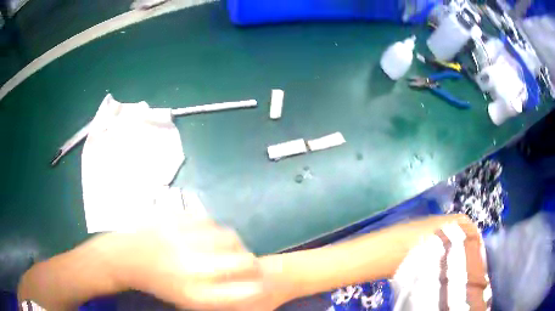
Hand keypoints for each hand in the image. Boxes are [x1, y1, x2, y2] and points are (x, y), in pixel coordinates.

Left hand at [89, 215, 272, 309]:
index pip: (248, 290)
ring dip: (235, 243)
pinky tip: (207, 234)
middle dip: (252, 262)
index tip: (259, 281)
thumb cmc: (160, 284)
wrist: (127, 257)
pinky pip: (210, 220)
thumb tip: (249, 289)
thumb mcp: (189, 301)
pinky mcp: (176, 218)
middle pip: (244, 261)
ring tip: (228, 246)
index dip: (259, 284)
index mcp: (197, 293)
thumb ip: (220, 299)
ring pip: (230, 237)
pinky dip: (215, 228)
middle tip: (247, 262)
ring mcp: (184, 239)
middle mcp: (193, 267)